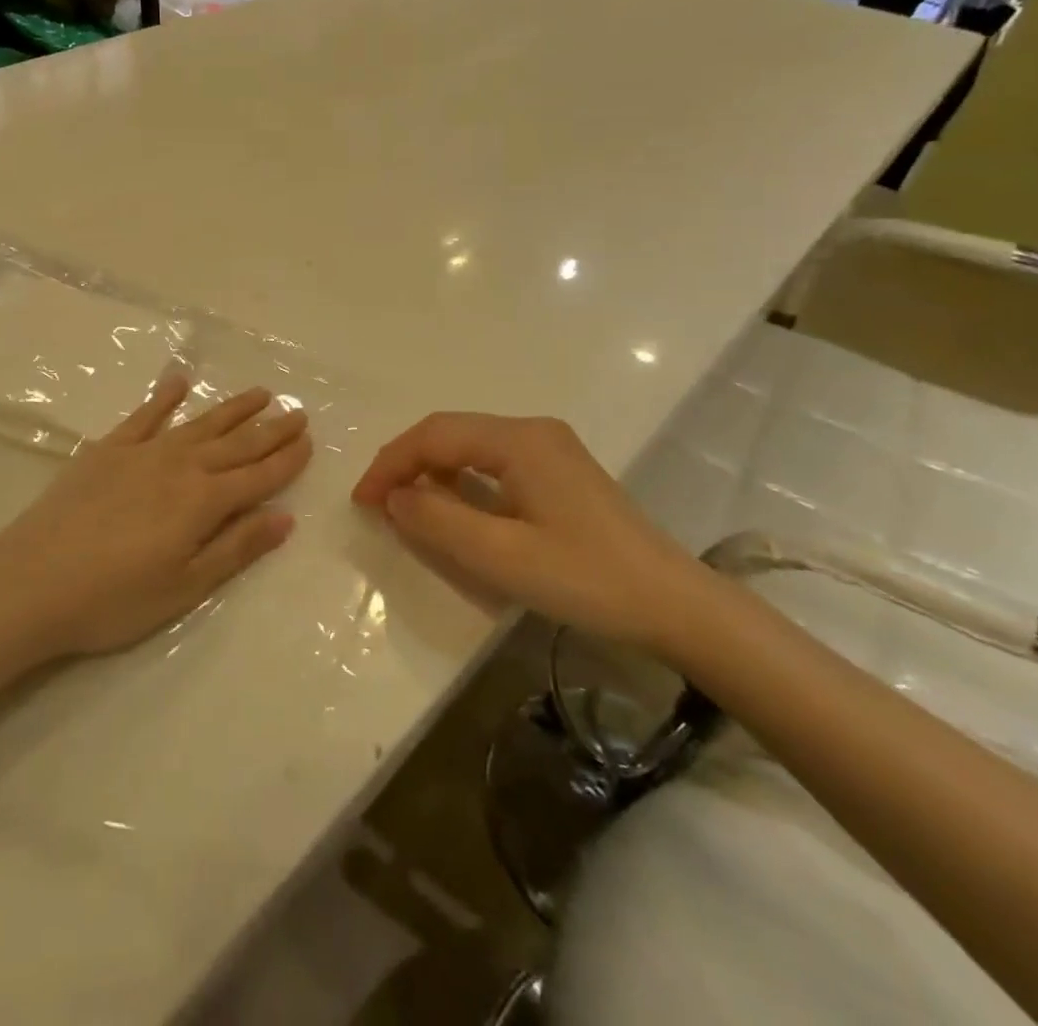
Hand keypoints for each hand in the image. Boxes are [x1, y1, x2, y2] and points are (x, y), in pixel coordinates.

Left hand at [0, 371, 311, 657]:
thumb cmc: (114, 598)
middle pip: (236, 444)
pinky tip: (179, 381)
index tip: (309, 440)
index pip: (258, 476)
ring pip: (199, 423)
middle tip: (297, 409)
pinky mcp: (107, 449)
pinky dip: (164, 397)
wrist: (31, 581)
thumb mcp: (185, 586)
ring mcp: (142, 452)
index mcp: (203, 502)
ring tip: (260, 392)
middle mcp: (180, 466)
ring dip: (232, 408)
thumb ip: (236, 548)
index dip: (286, 460)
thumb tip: (285, 517)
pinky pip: (144, 415)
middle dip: (270, 428)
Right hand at [352, 413, 697, 650]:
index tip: (361, 502)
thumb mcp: (503, 557)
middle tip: (376, 503)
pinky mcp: (558, 471)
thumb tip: (393, 498)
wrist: (676, 605)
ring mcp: (548, 449)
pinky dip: (460, 481)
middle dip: (407, 464)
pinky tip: (451, 508)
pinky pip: (492, 463)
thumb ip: (439, 522)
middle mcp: (531, 431)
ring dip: (432, 472)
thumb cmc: (587, 579)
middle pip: (450, 433)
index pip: (434, 435)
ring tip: (404, 507)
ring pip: (470, 447)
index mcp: (518, 440)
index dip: (391, 464)